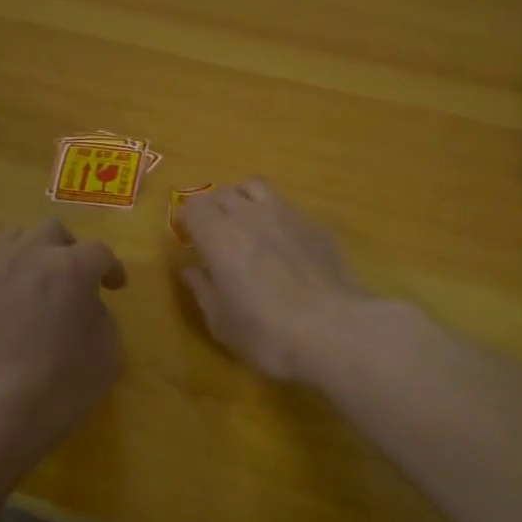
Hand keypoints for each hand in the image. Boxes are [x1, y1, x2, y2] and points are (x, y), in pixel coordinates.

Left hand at [0, 220, 126, 462]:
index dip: (111, 268)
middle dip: (69, 250)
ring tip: (34, 285)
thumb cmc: (55, 389)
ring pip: (12, 239)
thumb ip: (102, 320)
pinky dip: (1, 282)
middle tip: (74, 280)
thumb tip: (85, 309)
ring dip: (31, 255)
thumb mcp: (106, 358)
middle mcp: (26, 256)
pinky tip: (1, 313)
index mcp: (69, 268)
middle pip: (52, 231)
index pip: (98, 252)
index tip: (115, 287)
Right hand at [178, 180, 367, 380]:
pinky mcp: (316, 225)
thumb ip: (204, 291)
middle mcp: (250, 215)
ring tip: (246, 223)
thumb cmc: (267, 334)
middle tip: (214, 232)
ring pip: (256, 188)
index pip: (194, 207)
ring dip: (244, 200)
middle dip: (213, 208)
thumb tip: (192, 272)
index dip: (188, 219)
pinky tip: (283, 242)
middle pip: (223, 193)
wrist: (334, 331)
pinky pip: (287, 206)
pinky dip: (275, 215)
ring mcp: (287, 214)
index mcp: (219, 237)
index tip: (188, 237)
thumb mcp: (223, 323)